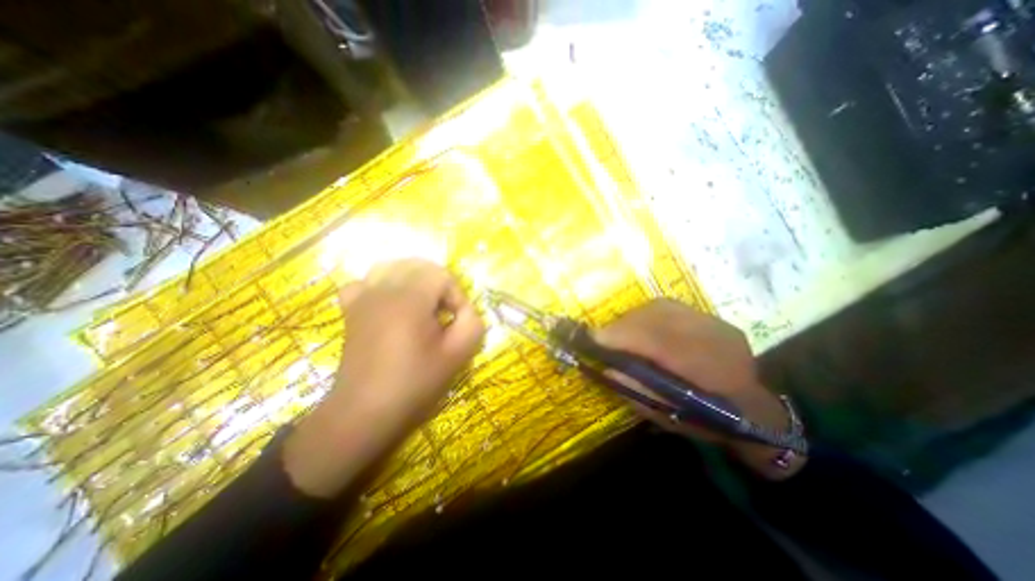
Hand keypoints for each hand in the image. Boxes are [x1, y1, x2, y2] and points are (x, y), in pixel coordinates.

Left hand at [281, 260, 484, 495]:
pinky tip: (390, 305)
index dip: (455, 294)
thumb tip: (465, 309)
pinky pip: (366, 282)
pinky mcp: (351, 310)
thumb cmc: (414, 383)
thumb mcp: (457, 355)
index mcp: (409, 299)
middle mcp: (383, 289)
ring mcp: (362, 298)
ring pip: (391, 266)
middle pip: (417, 265)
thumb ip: (473, 323)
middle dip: (438, 284)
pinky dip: (382, 286)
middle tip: (443, 313)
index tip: (456, 320)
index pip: (441, 274)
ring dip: (413, 280)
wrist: (364, 412)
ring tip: (422, 304)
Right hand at [591, 299, 806, 480]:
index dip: (622, 336)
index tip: (593, 339)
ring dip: (632, 318)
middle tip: (602, 338)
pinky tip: (638, 327)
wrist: (756, 410)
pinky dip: (645, 315)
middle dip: (622, 325)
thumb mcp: (671, 418)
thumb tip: (608, 367)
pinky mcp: (710, 317)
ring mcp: (715, 323)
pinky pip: (668, 307)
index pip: (659, 342)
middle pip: (657, 318)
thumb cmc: (710, 421)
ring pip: (661, 308)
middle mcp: (716, 338)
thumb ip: (639, 391)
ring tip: (618, 333)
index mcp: (712, 371)